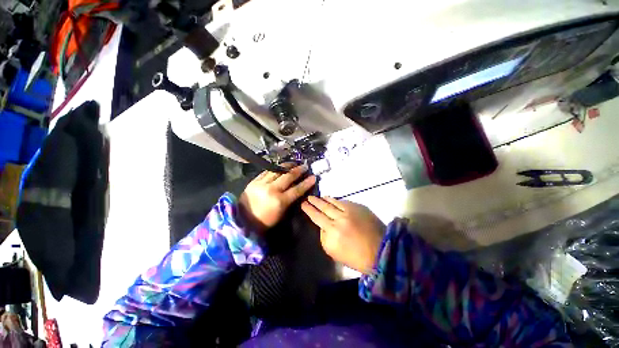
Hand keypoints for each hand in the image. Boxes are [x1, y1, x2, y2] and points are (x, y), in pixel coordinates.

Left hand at [240, 164, 316, 232]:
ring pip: (277, 171)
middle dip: (298, 170)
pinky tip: (280, 166)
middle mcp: (271, 190)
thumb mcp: (282, 214)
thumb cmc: (265, 222)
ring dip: (287, 166)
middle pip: (288, 176)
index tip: (313, 177)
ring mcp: (261, 184)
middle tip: (305, 166)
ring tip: (294, 163)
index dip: (306, 183)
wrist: (242, 222)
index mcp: (280, 201)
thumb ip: (291, 200)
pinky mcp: (253, 181)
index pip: (297, 189)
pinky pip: (266, 171)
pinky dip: (275, 168)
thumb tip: (298, 188)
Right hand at [301, 196, 384, 274]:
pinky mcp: (359, 207)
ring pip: (333, 202)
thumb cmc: (356, 257)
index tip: (304, 204)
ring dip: (324, 199)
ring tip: (319, 197)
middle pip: (323, 207)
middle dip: (314, 202)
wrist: (381, 251)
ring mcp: (350, 211)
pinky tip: (333, 199)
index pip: (317, 217)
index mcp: (332, 232)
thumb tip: (323, 226)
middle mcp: (339, 219)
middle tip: (309, 197)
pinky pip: (344, 201)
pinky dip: (336, 200)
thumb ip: (325, 237)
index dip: (309, 210)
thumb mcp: (334, 252)